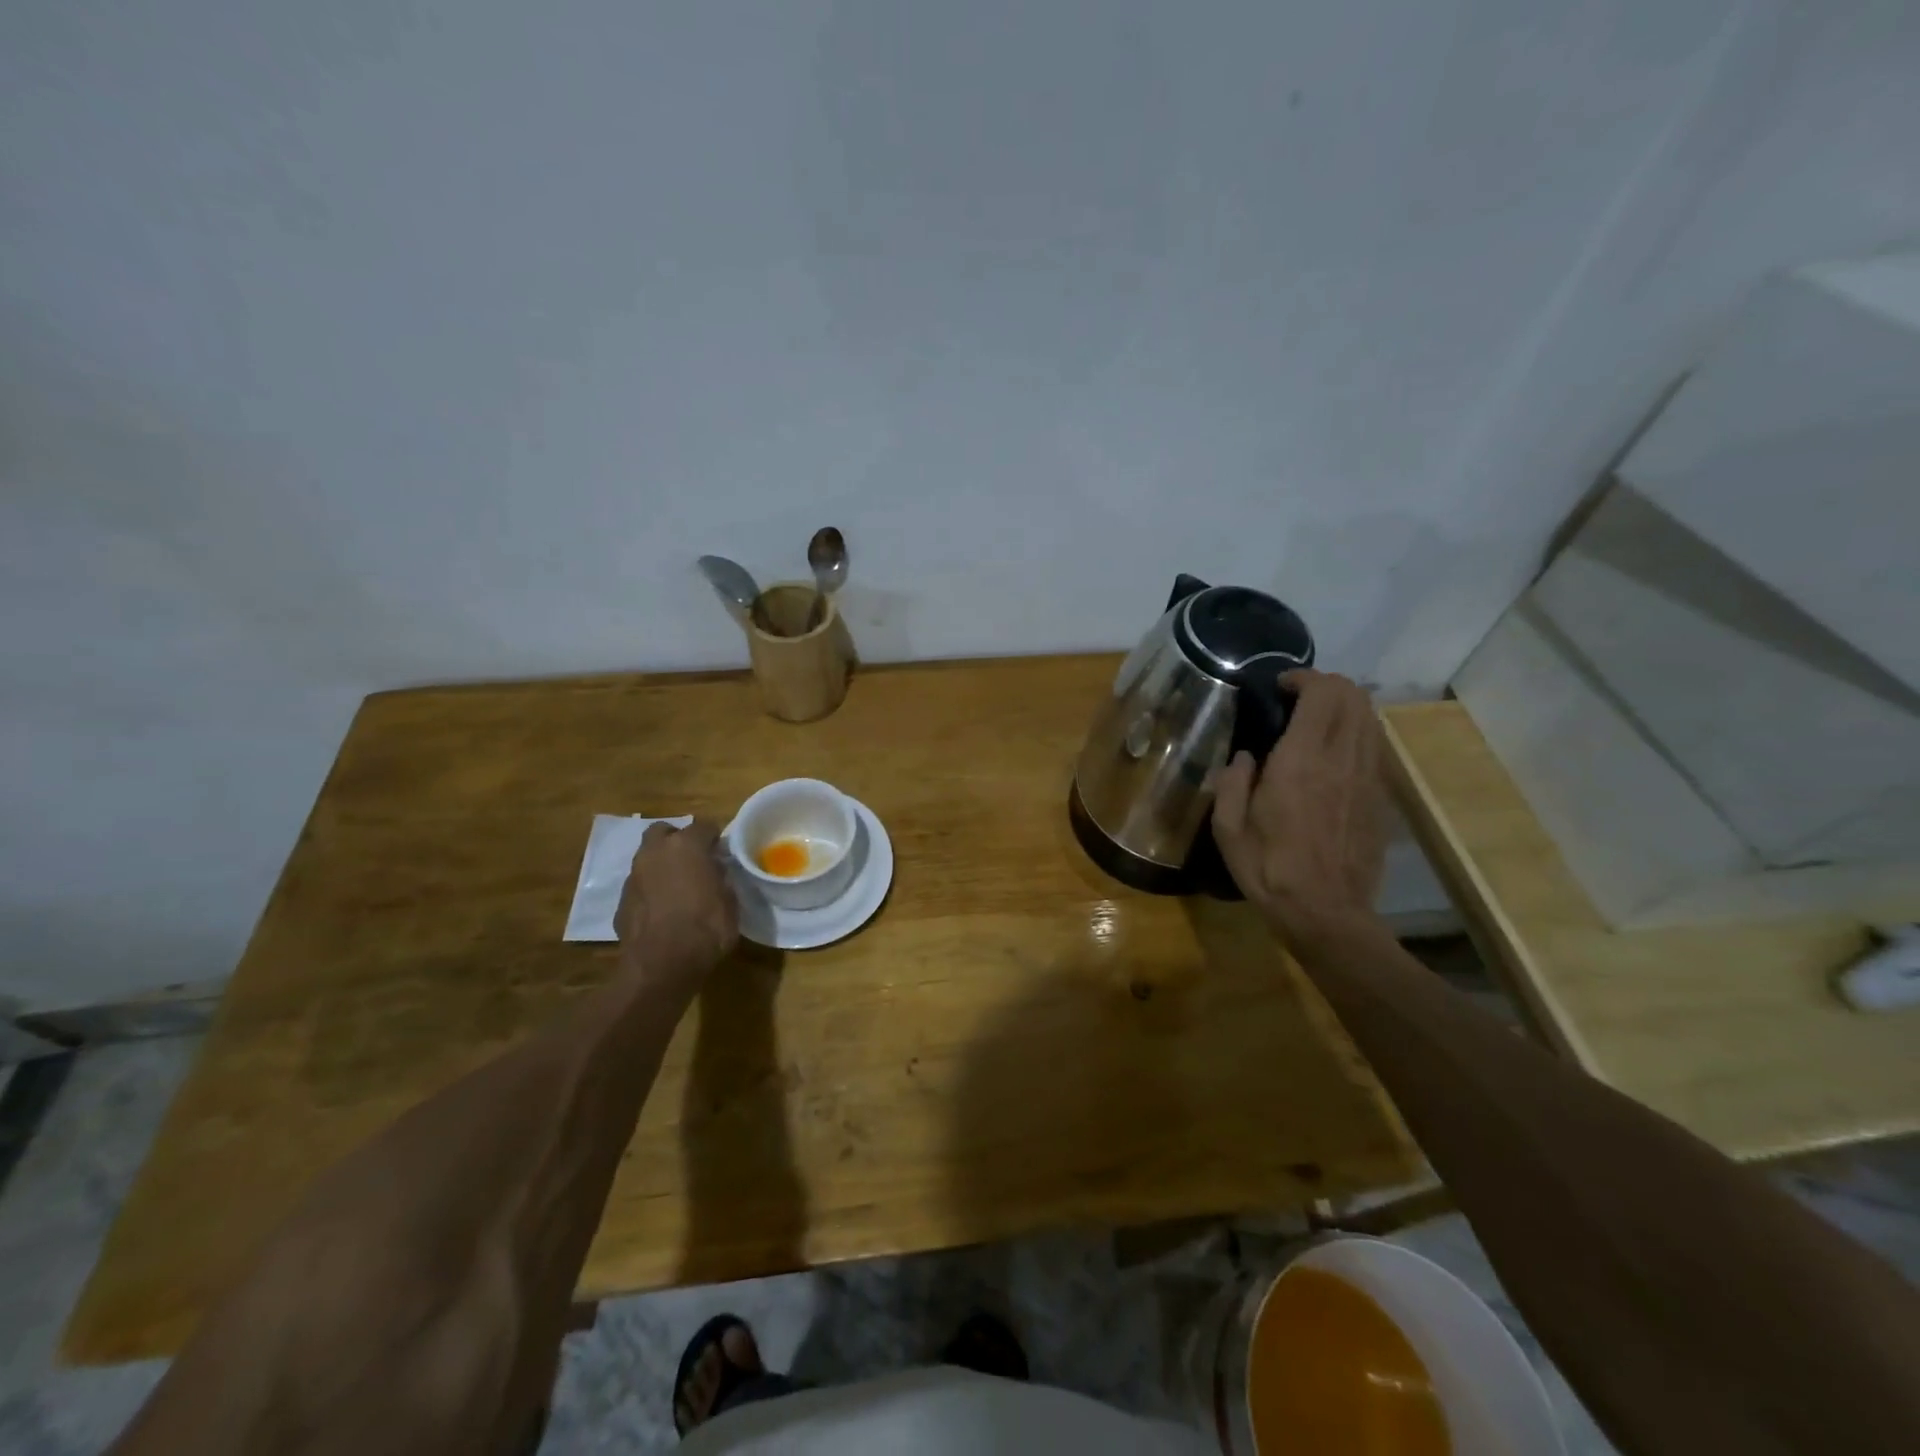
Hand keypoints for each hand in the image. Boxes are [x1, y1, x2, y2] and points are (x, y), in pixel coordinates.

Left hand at [615, 819, 738, 988]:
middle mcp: (656, 853)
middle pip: (664, 831)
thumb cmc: (706, 929)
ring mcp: (634, 876)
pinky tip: (661, 909)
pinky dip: (650, 890)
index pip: (704, 825)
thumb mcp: (730, 902)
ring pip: (647, 857)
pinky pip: (639, 885)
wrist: (661, 966)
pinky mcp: (621, 901)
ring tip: (676, 886)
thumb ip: (721, 880)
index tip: (722, 851)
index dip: (714, 837)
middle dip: (677, 840)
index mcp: (687, 846)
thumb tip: (715, 873)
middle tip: (693, 859)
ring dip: (661, 865)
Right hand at [1212, 670, 1388, 952]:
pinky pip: (1374, 745)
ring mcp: (1368, 777)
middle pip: (1353, 695)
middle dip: (1326, 684)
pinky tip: (1331, 752)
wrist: (1327, 913)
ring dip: (1344, 706)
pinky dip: (1355, 732)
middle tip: (1296, 698)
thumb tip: (1245, 757)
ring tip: (1314, 721)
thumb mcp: (1228, 829)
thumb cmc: (1269, 870)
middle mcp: (1341, 759)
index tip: (1279, 687)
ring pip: (1369, 717)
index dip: (1303, 677)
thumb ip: (1231, 783)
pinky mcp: (1380, 795)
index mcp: (1300, 762)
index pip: (1322, 693)